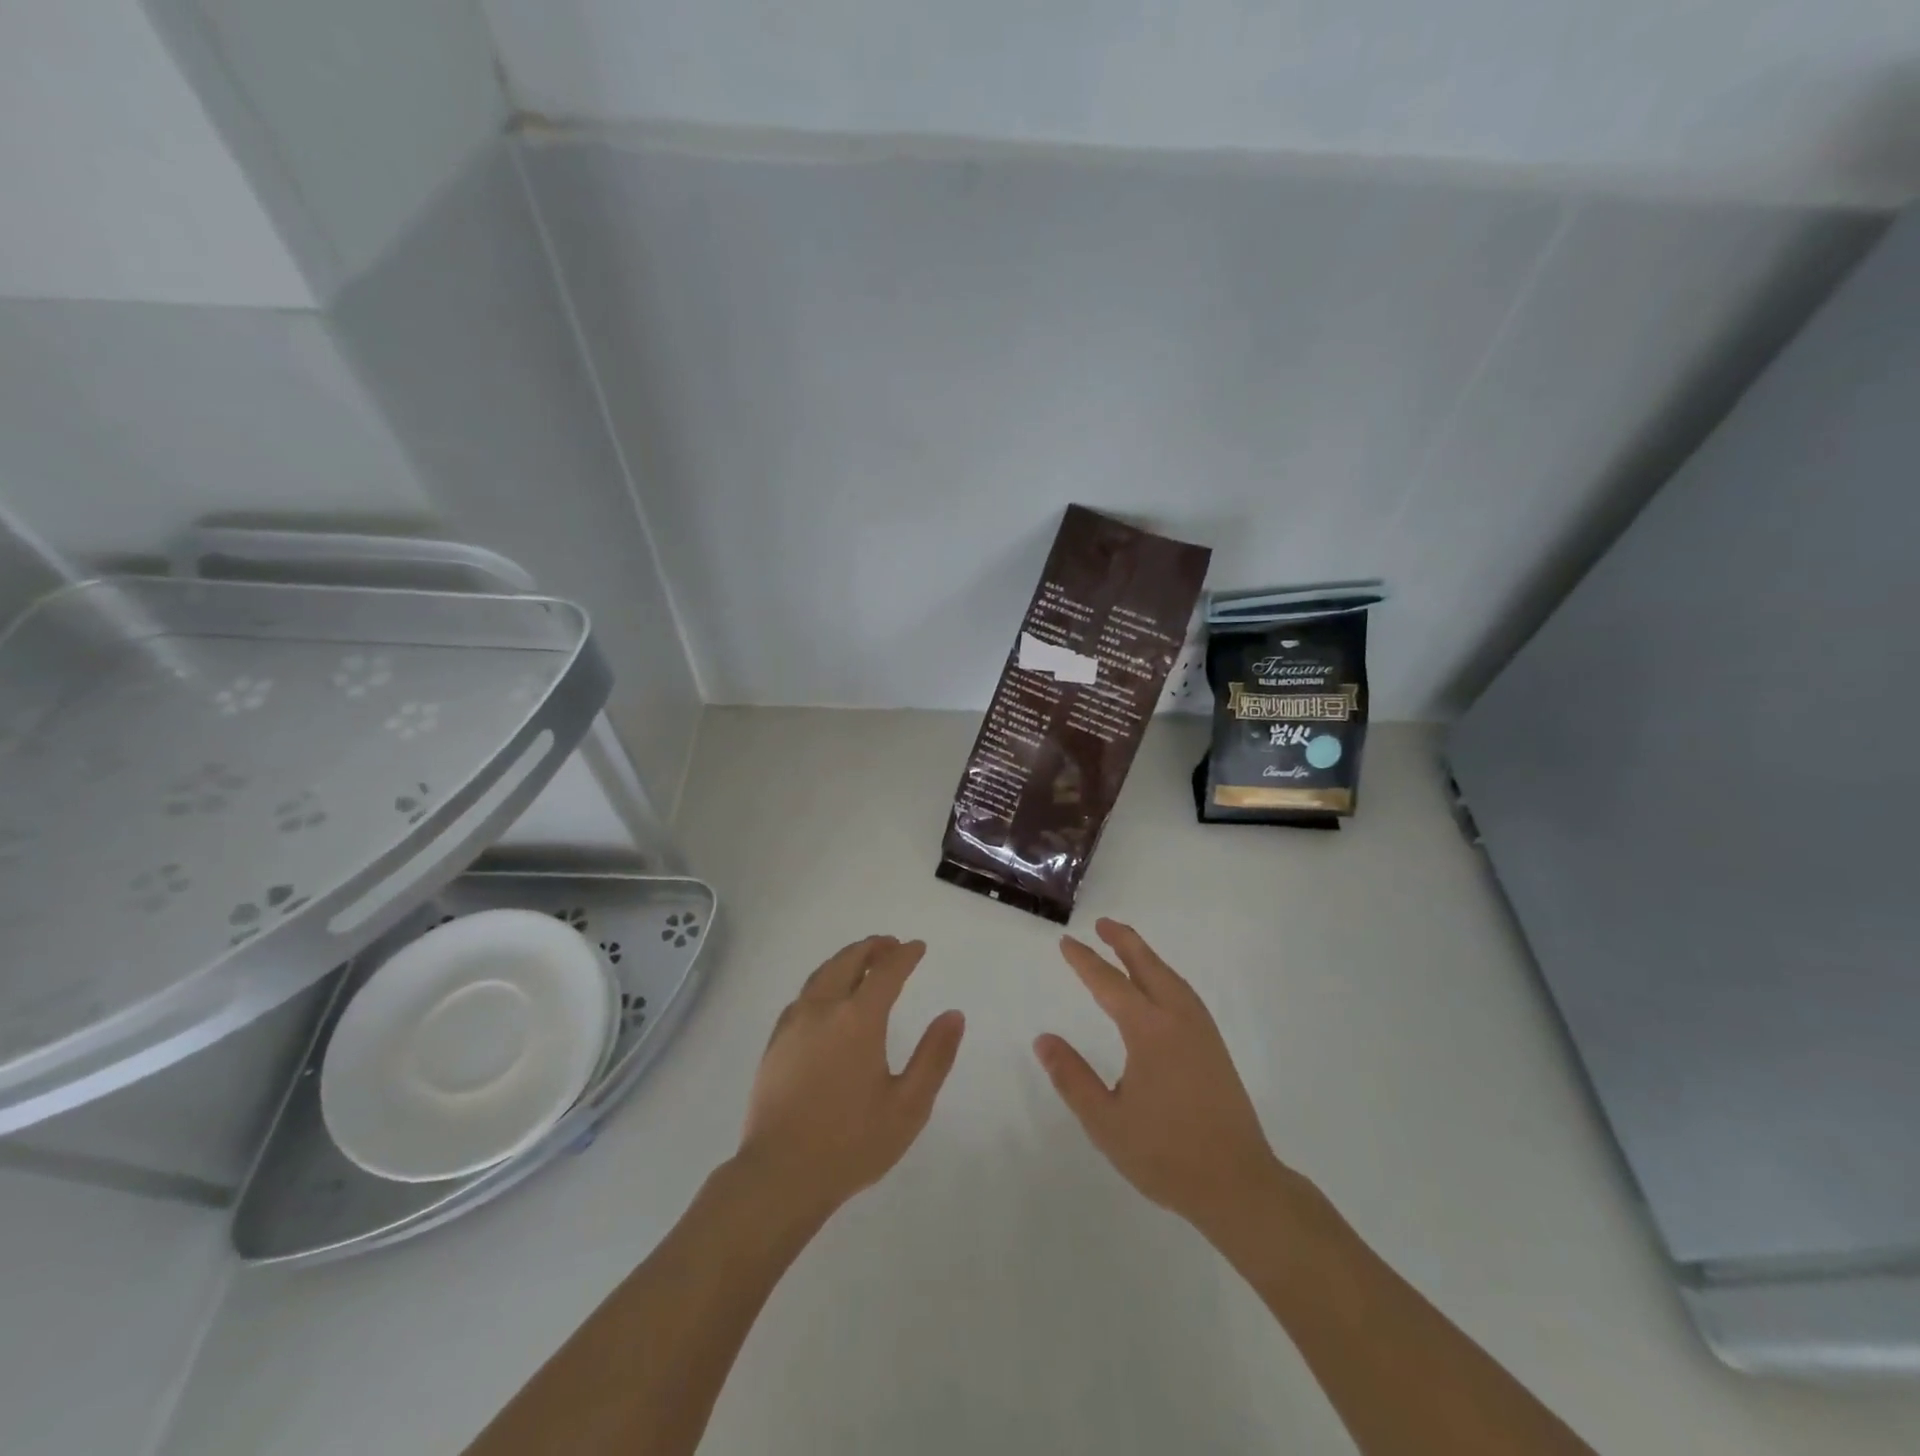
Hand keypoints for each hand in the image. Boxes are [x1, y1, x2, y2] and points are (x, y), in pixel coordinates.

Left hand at [738, 936, 964, 1220]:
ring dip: (845, 961)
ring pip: (821, 975)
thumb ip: (934, 1057)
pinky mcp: (775, 1043)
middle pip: (847, 962)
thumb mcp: (908, 1106)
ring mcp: (793, 1024)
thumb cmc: (851, 1143)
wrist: (780, 1175)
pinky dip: (823, 982)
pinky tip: (827, 999)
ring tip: (862, 963)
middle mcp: (823, 1009)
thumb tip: (953, 1015)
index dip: (904, 955)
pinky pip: (803, 996)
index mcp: (858, 1019)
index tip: (918, 947)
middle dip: (872, 949)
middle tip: (890, 946)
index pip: (886, 971)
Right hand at [1035, 918, 1285, 1238]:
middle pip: (1148, 967)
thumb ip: (1073, 1078)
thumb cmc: (1166, 1155)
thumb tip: (1043, 1039)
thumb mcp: (1106, 1122)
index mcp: (1149, 1032)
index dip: (1086, 962)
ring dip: (1146, 956)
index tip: (1066, 943)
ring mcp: (1202, 1032)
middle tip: (1102, 924)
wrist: (1238, 1184)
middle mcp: (1178, 1020)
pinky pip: (1185, 994)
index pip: (1110, 985)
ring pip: (1171, 978)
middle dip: (1124, 942)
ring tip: (1127, 946)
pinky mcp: (1215, 1048)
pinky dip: (1165, 976)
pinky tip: (1160, 988)